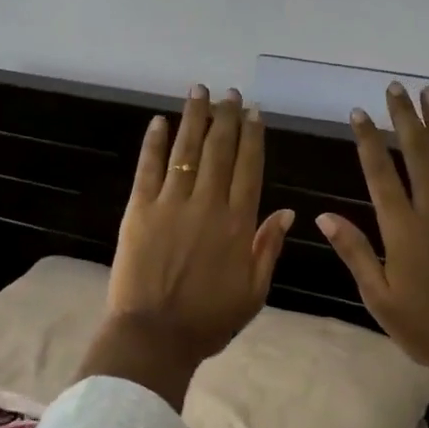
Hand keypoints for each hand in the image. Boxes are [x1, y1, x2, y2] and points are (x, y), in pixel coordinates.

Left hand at [78, 85, 295, 408]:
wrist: (155, 336)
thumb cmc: (209, 320)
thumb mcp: (254, 292)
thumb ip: (268, 248)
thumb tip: (289, 212)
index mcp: (238, 225)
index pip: (249, 169)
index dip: (253, 138)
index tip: (254, 113)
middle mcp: (207, 205)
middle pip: (220, 151)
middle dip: (226, 118)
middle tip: (230, 93)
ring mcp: (171, 205)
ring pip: (186, 151)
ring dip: (194, 118)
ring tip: (200, 91)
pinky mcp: (139, 210)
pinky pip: (148, 169)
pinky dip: (154, 143)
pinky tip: (159, 121)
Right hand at [317, 83, 428, 395]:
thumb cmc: (427, 328)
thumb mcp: (379, 298)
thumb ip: (354, 252)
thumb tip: (325, 216)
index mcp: (402, 229)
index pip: (380, 173)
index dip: (368, 140)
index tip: (358, 112)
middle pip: (418, 153)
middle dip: (404, 118)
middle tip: (396, 88)